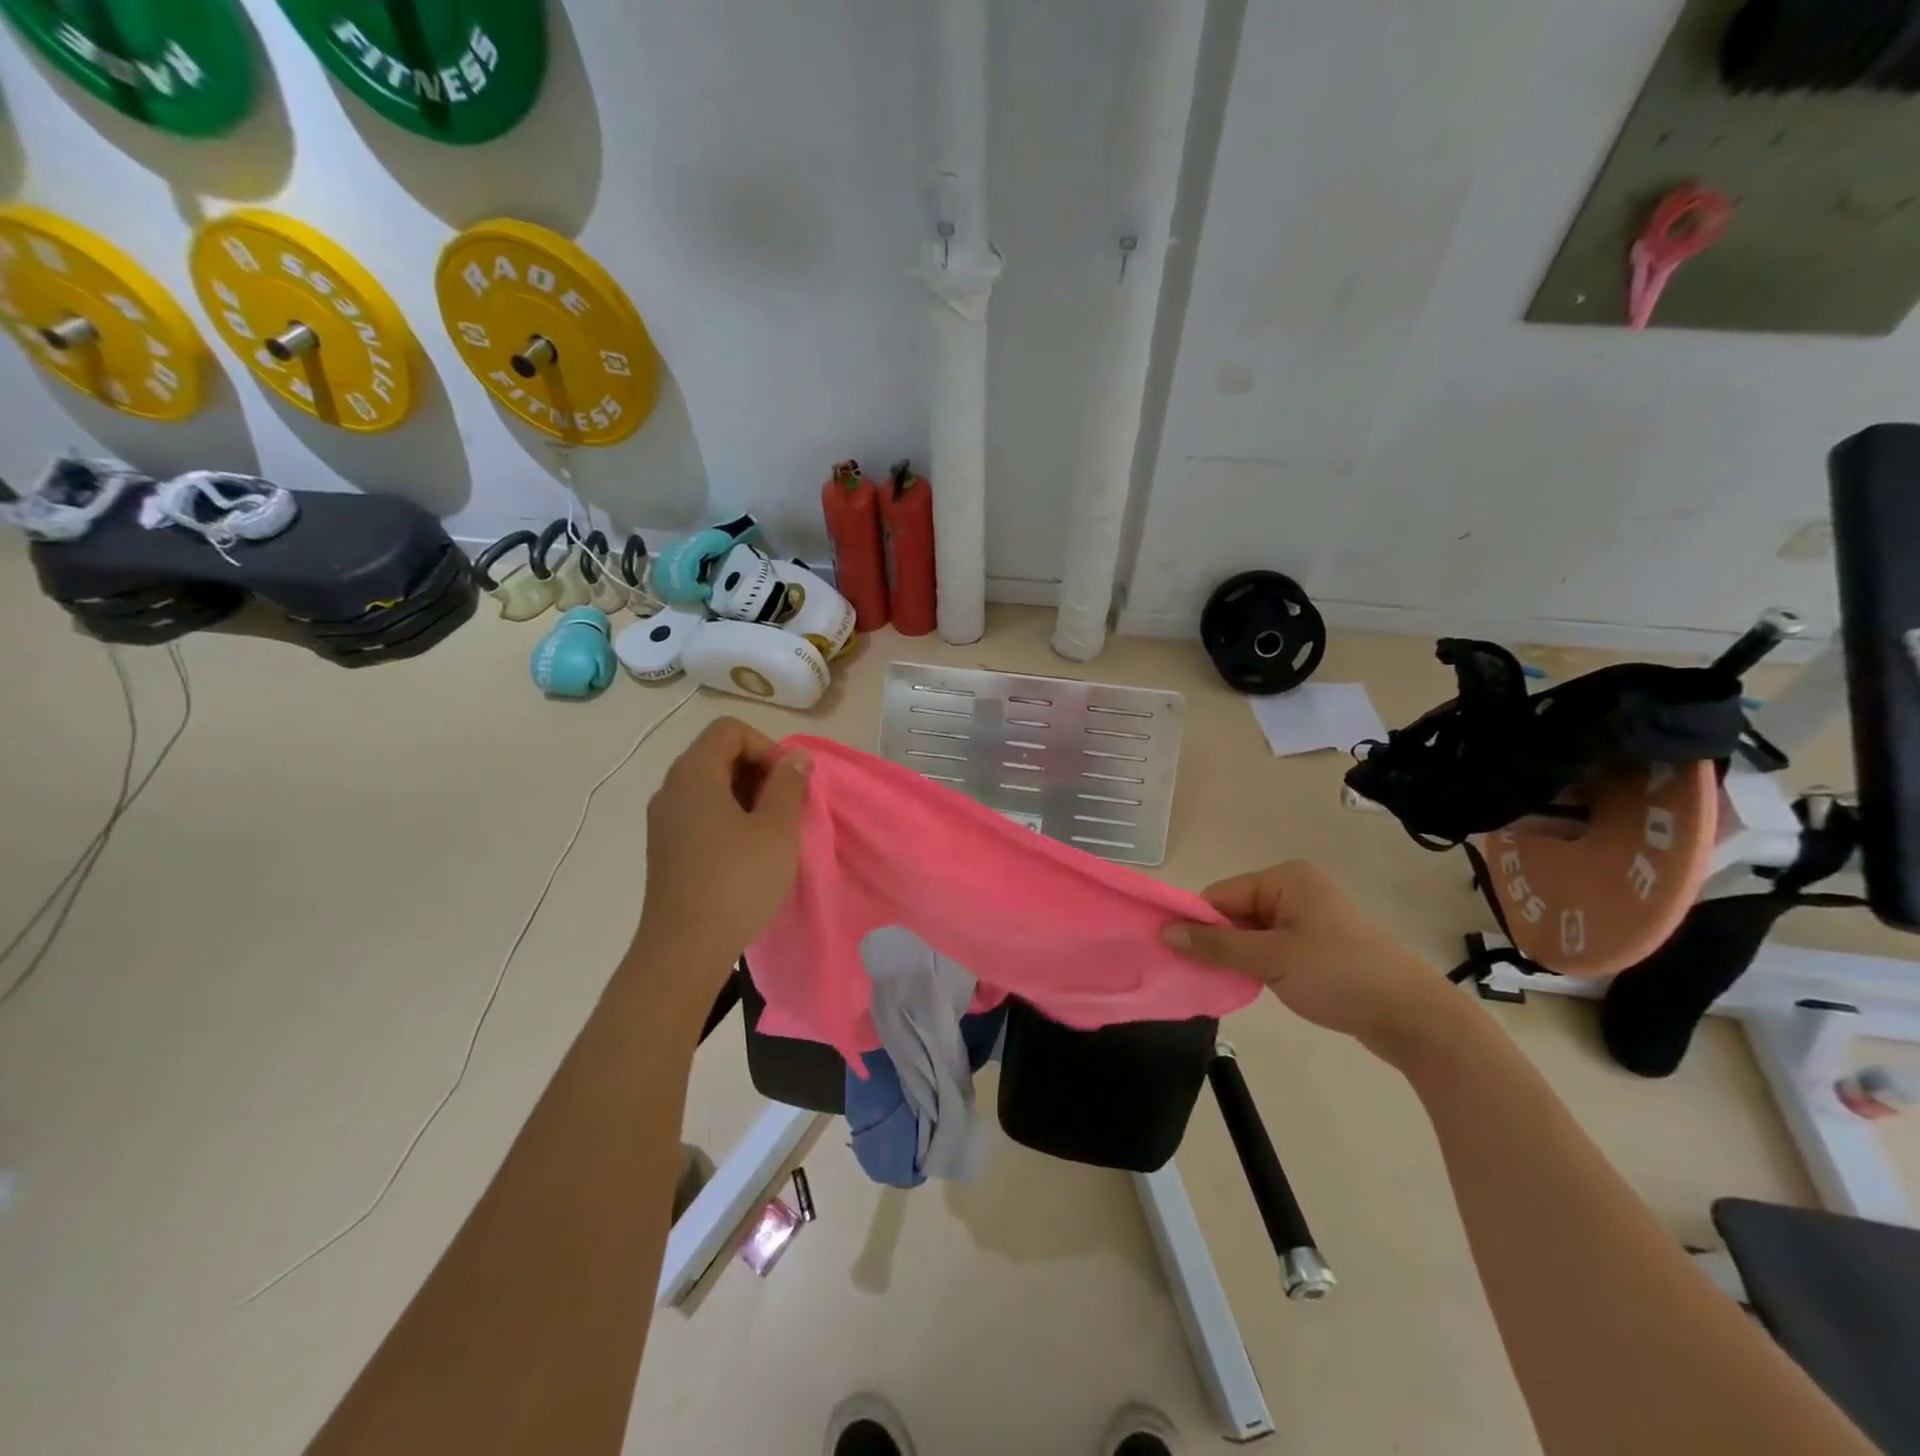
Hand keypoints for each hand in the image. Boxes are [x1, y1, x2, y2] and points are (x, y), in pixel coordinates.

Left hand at [636, 717, 808, 976]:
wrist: (684, 950)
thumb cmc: (736, 882)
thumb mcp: (776, 829)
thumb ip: (788, 785)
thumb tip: (796, 757)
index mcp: (693, 775)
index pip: (729, 730)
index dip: (766, 746)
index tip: (787, 783)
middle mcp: (671, 789)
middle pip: (718, 754)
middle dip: (759, 771)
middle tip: (787, 806)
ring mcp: (664, 820)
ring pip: (710, 786)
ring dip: (747, 796)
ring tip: (773, 831)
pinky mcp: (666, 848)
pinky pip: (700, 813)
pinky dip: (729, 817)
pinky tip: (750, 851)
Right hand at [1162, 860, 1460, 1062]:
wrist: (1414, 1018)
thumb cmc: (1339, 975)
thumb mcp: (1271, 959)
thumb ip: (1216, 945)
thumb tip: (1165, 931)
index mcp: (1286, 879)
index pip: (1221, 895)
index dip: (1198, 923)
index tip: (1179, 955)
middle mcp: (1296, 890)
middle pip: (1235, 913)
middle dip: (1218, 942)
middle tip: (1203, 975)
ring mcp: (1310, 918)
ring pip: (1252, 934)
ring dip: (1238, 957)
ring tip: (1229, 984)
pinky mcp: (1319, 946)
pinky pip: (1272, 948)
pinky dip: (1258, 965)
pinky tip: (1253, 986)